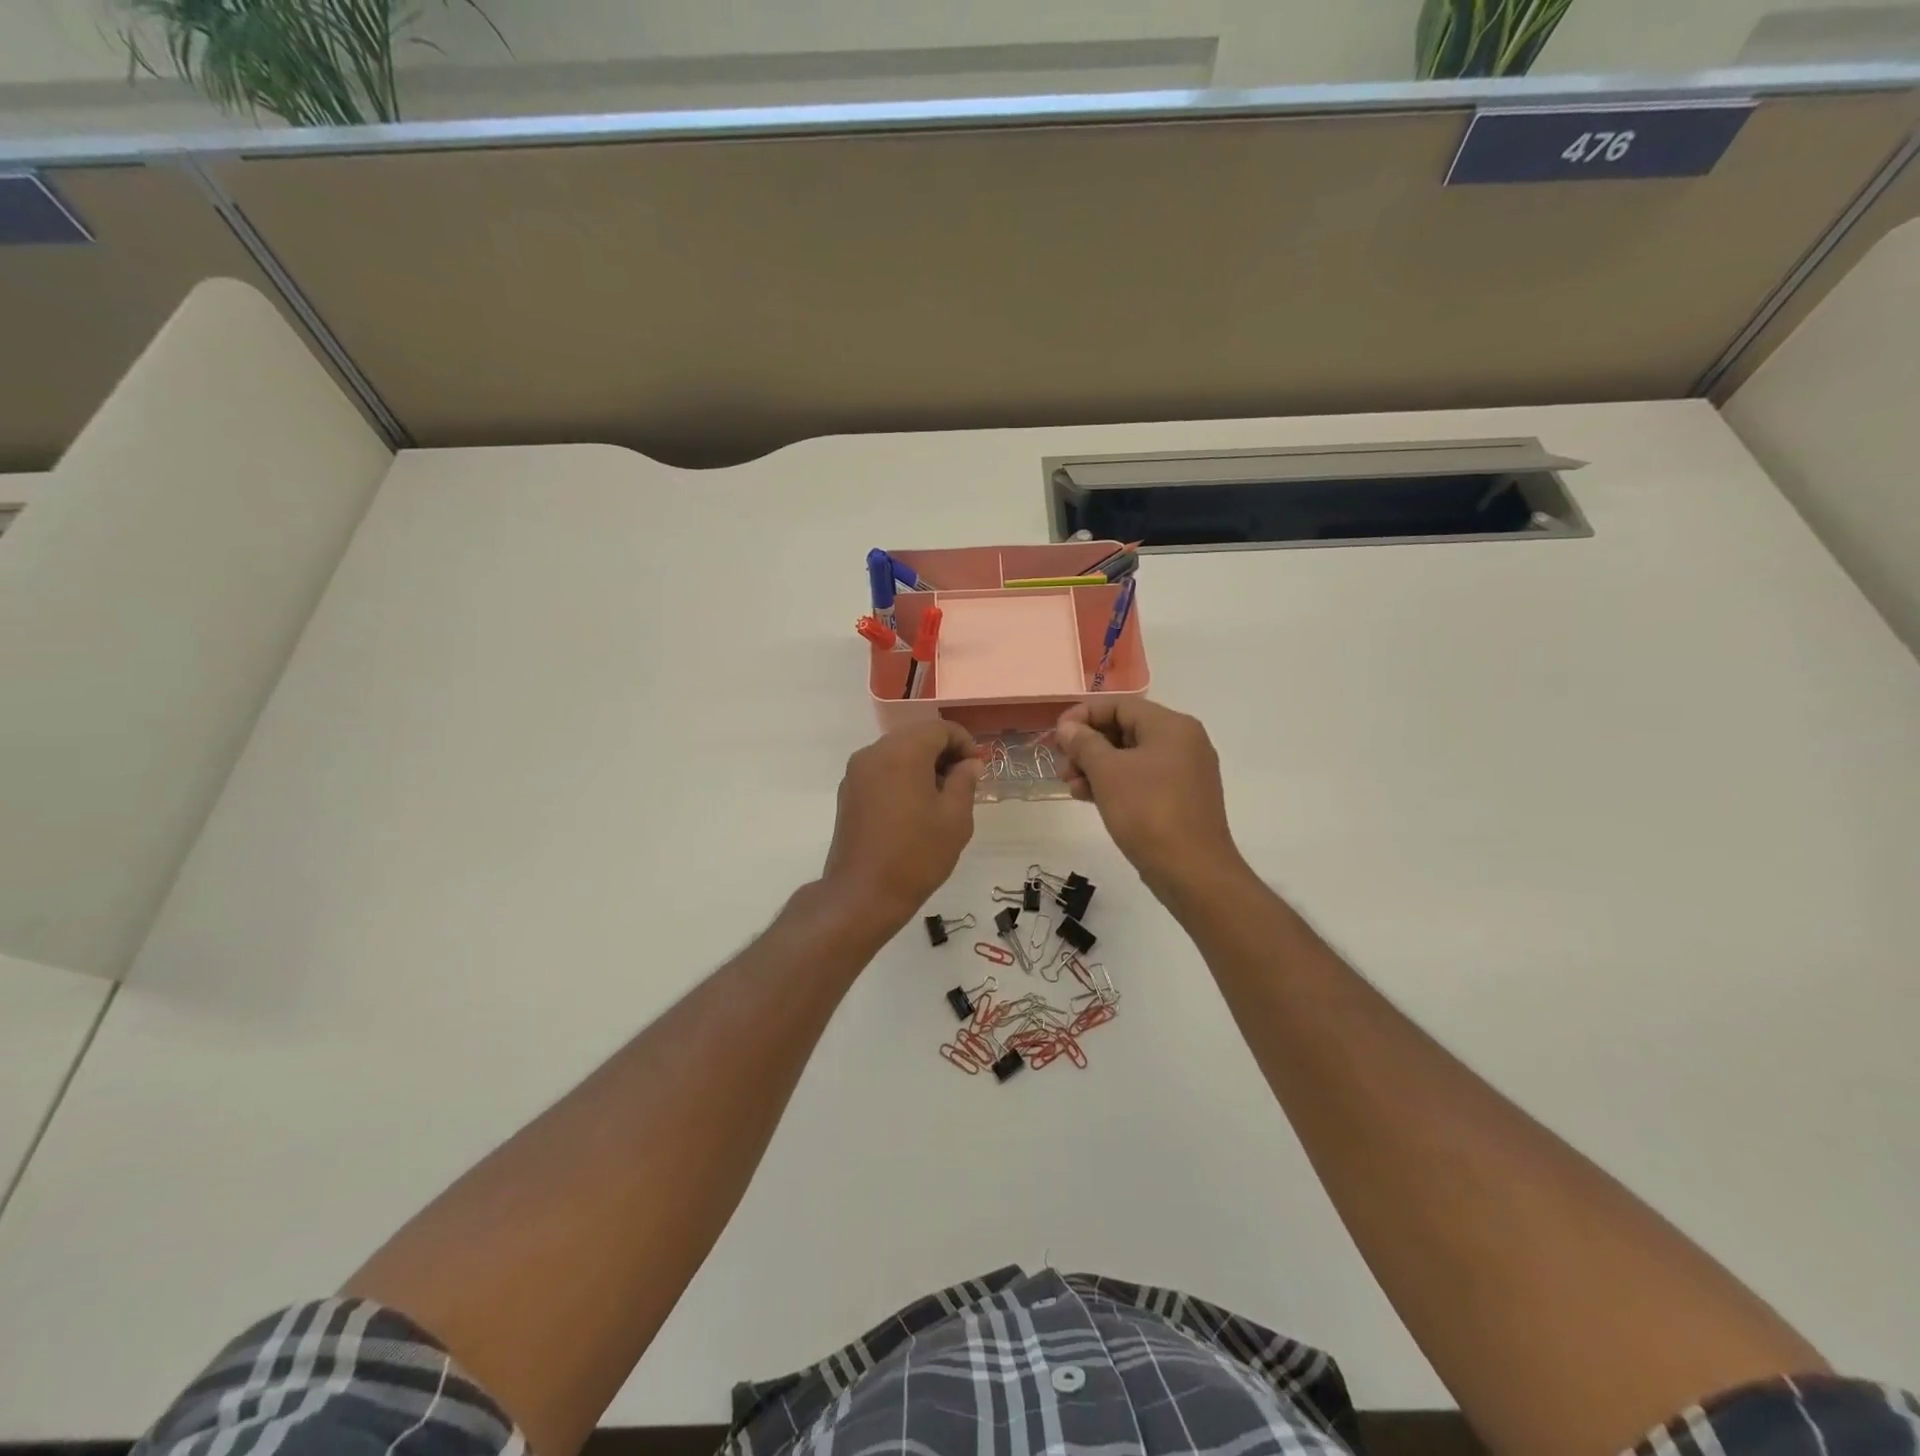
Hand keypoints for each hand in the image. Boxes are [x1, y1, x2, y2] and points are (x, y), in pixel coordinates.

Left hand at [822, 720, 984, 925]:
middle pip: (917, 736)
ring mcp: (856, 773)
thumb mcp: (955, 818)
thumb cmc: (916, 855)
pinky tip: (915, 808)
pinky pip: (881, 771)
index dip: (965, 744)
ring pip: (898, 753)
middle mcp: (874, 752)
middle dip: (944, 753)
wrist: (862, 895)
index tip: (978, 770)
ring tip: (941, 799)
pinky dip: (902, 777)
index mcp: (902, 752)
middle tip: (964, 783)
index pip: (940, 729)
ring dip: (923, 766)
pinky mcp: (848, 793)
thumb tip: (968, 764)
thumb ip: (965, 781)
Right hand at [1055, 700, 1243, 893]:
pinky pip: (1141, 779)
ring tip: (1070, 786)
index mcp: (1171, 726)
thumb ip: (1084, 743)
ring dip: (1095, 767)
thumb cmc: (1148, 812)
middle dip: (1087, 745)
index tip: (1056, 736)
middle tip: (1061, 766)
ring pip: (1130, 757)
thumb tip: (1067, 728)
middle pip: (1124, 729)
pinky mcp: (1180, 798)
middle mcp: (1183, 742)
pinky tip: (1087, 797)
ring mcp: (1184, 772)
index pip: (1119, 705)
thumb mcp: (1108, 773)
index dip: (1083, 715)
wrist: (1192, 872)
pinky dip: (1114, 783)